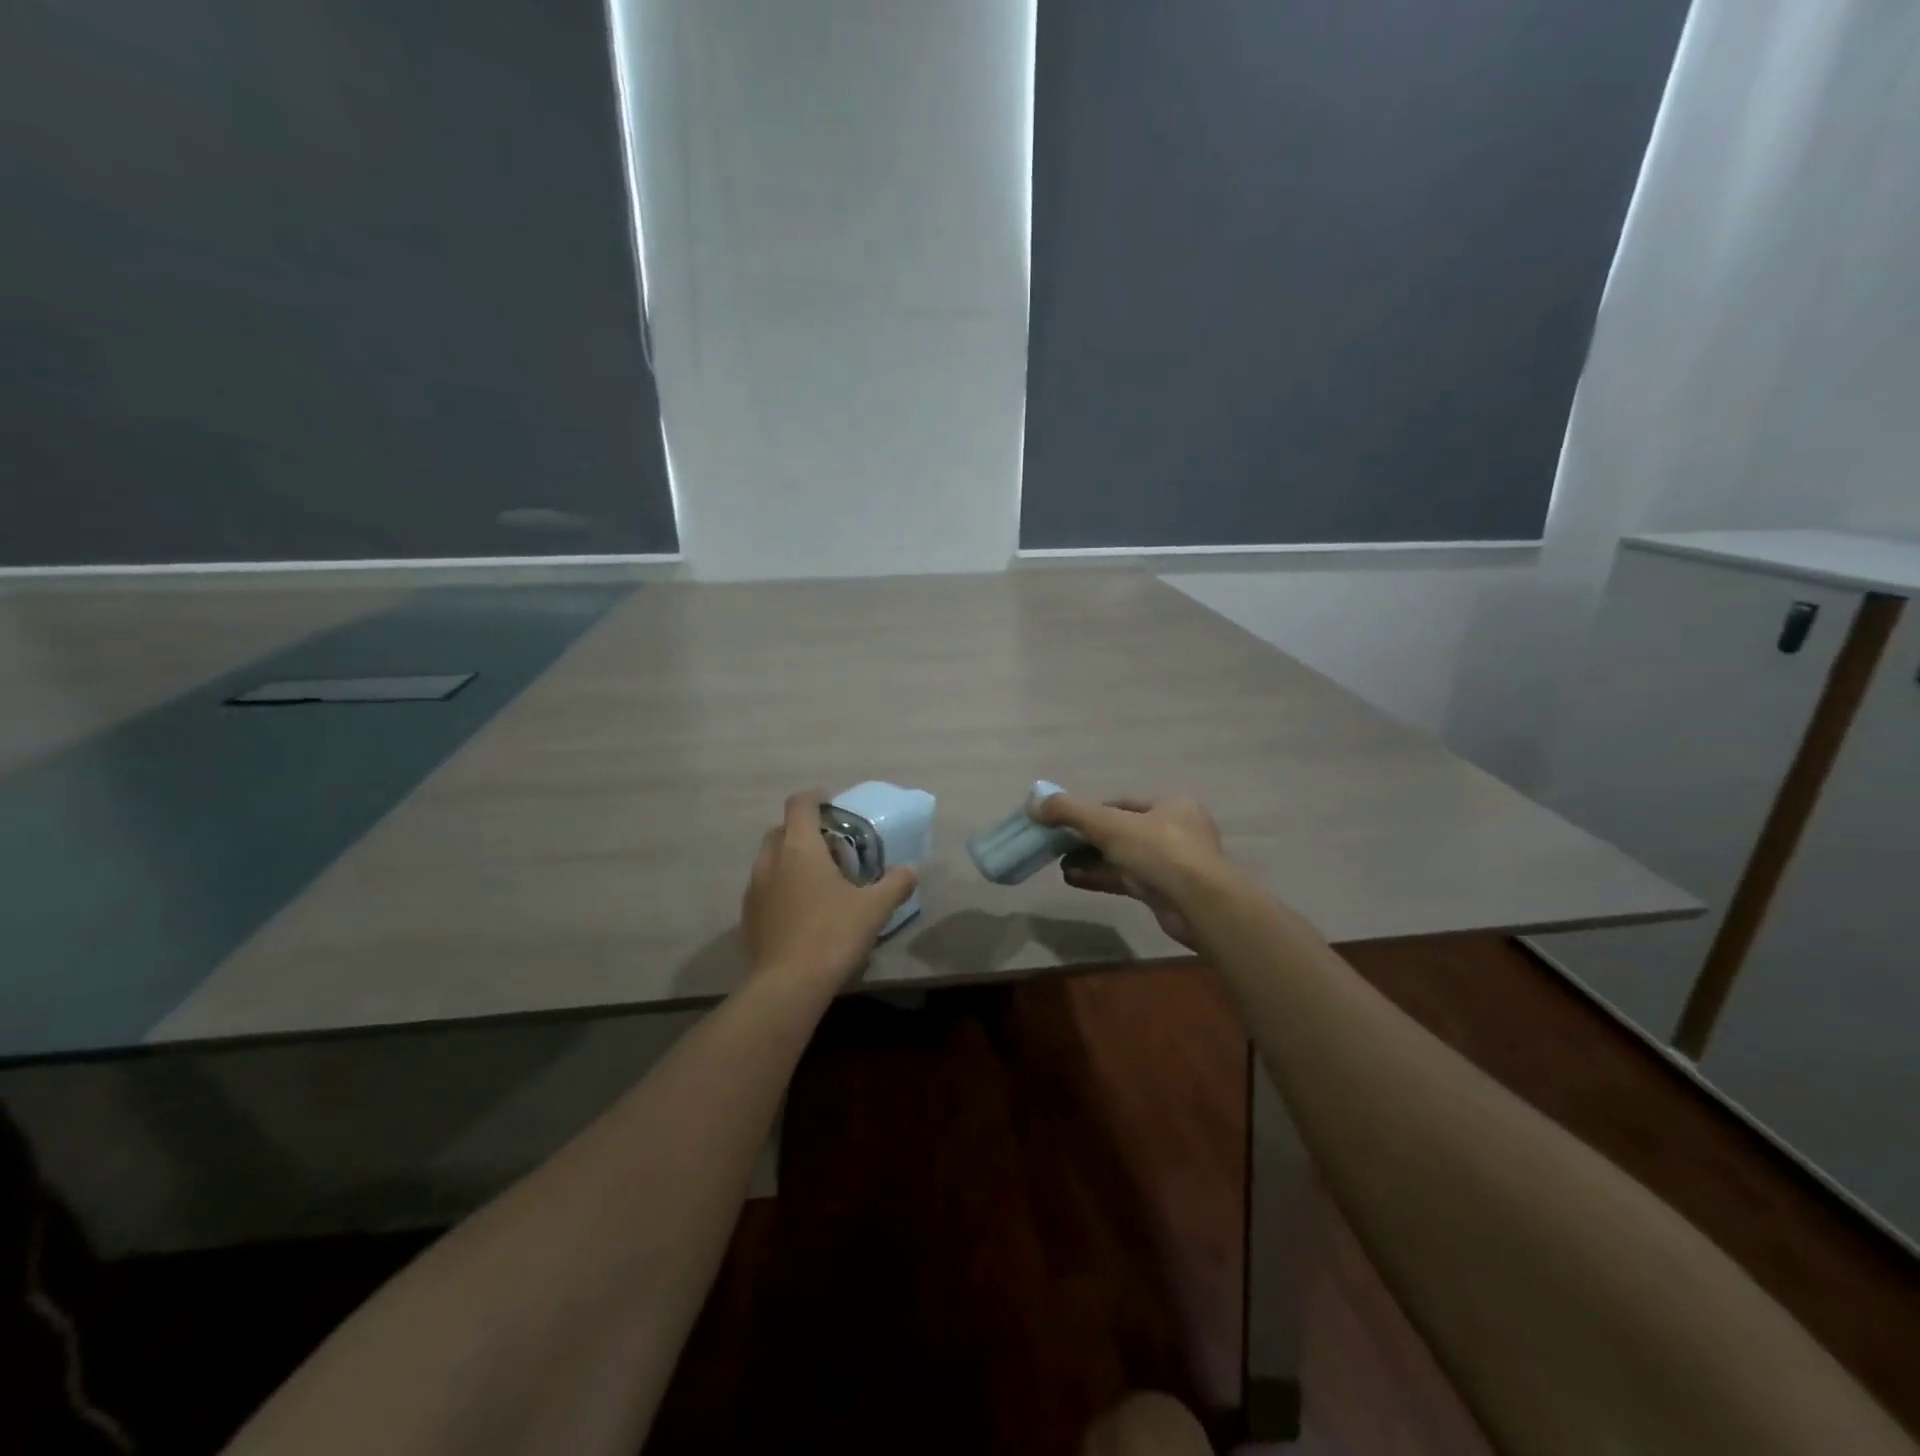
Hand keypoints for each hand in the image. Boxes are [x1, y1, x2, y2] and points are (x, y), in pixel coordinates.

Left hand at [742, 790, 917, 990]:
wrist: (787, 985)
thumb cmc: (833, 934)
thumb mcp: (874, 908)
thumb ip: (895, 884)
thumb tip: (911, 870)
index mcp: (799, 847)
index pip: (800, 804)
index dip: (815, 797)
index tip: (831, 803)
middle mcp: (770, 860)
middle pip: (781, 829)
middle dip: (804, 831)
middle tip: (831, 848)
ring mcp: (754, 889)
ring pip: (770, 859)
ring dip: (790, 859)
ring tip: (817, 880)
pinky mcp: (747, 916)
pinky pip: (764, 887)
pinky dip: (780, 886)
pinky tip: (801, 910)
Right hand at [1031, 793, 1231, 949]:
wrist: (1199, 904)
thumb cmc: (1159, 851)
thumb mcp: (1109, 824)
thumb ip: (1070, 811)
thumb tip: (1033, 803)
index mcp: (1171, 805)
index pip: (1122, 804)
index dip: (1090, 812)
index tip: (1062, 822)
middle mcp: (1175, 830)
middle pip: (1121, 831)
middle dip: (1087, 840)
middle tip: (1057, 846)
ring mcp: (1172, 864)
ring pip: (1123, 857)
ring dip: (1091, 860)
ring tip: (1059, 865)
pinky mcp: (1166, 892)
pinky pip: (1127, 879)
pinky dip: (1101, 877)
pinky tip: (1073, 880)